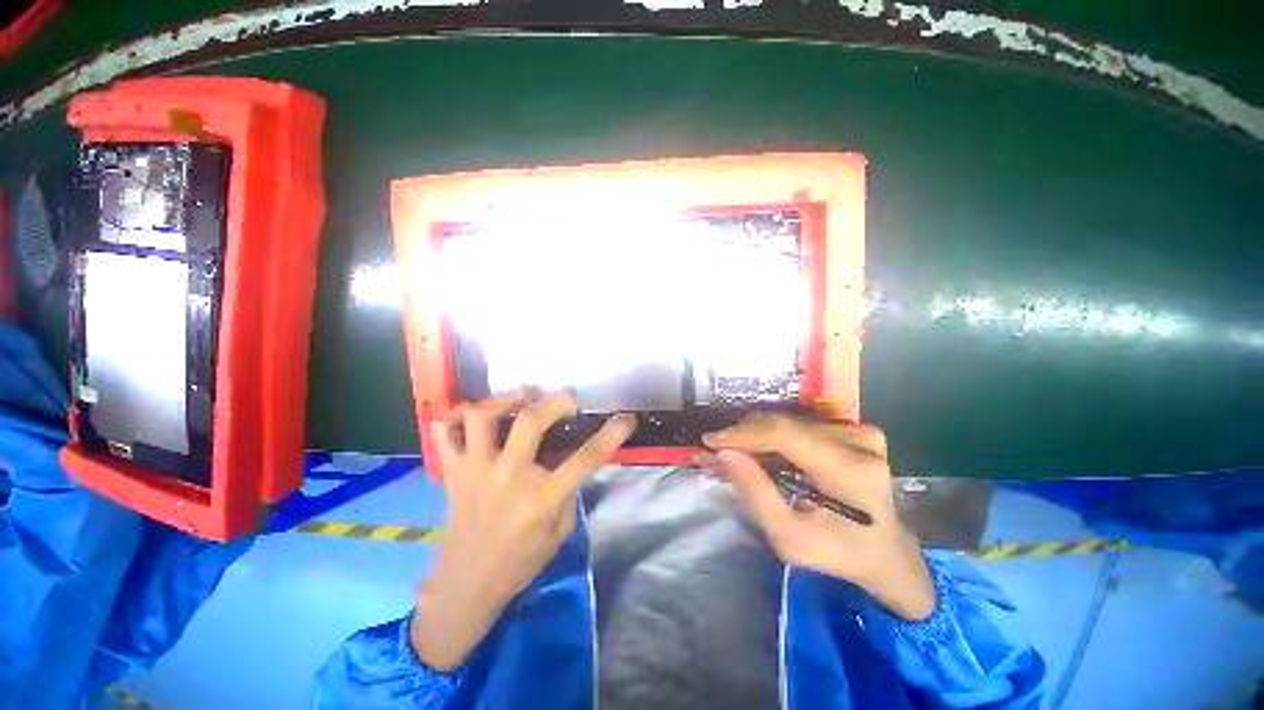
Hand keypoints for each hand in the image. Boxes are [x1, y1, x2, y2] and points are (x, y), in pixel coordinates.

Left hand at [411, 390, 635, 669]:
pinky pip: (445, 432)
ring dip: (506, 398)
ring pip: (483, 417)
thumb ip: (568, 490)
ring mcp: (476, 470)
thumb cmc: (521, 560)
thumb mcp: (561, 531)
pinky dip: (458, 416)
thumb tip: (570, 456)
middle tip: (567, 396)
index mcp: (542, 498)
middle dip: (555, 400)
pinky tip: (478, 414)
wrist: (467, 582)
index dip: (612, 434)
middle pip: (531, 422)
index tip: (626, 418)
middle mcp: (508, 477)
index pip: (586, 458)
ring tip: (523, 395)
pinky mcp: (453, 471)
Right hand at [700, 415, 934, 620]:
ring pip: (788, 422)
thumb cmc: (837, 552)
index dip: (743, 433)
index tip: (710, 441)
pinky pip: (801, 424)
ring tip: (735, 454)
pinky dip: (774, 437)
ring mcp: (861, 432)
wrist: (885, 551)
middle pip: (784, 424)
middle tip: (716, 451)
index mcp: (850, 472)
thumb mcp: (789, 538)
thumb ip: (755, 493)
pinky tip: (761, 452)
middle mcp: (860, 441)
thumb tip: (722, 453)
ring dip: (756, 436)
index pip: (785, 434)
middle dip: (743, 436)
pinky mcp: (856, 429)